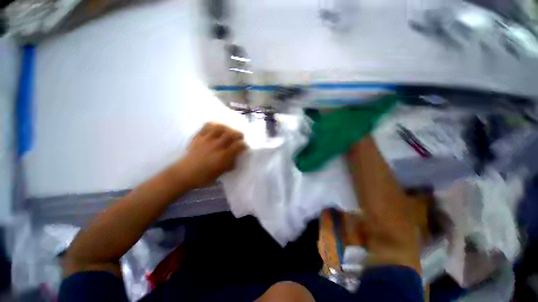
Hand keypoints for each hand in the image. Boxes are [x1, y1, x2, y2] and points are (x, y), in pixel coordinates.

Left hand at [175, 122, 246, 188]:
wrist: (184, 173)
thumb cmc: (204, 176)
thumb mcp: (220, 173)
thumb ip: (230, 164)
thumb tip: (235, 158)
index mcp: (223, 156)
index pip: (238, 146)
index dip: (244, 145)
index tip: (245, 146)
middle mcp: (216, 146)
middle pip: (230, 134)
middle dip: (238, 134)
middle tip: (240, 136)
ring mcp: (207, 140)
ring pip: (220, 128)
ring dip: (227, 127)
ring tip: (229, 130)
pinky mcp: (198, 137)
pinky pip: (207, 126)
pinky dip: (213, 124)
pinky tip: (217, 127)